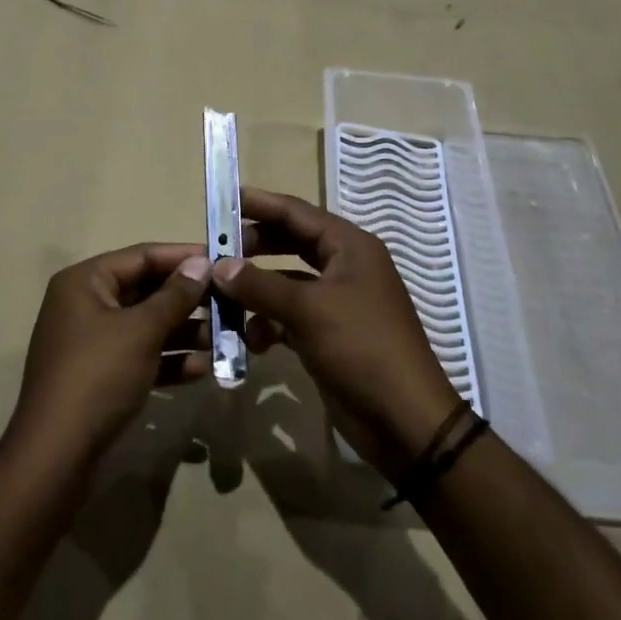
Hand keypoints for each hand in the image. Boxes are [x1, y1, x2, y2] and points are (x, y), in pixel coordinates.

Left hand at [6, 244, 214, 474]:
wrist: (56, 458)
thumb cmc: (98, 377)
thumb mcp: (141, 331)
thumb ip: (175, 295)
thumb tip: (202, 263)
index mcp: (85, 282)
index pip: (141, 256)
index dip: (182, 257)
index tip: (222, 259)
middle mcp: (86, 304)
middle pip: (145, 290)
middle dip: (187, 298)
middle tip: (230, 301)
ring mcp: (92, 342)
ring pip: (146, 325)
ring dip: (184, 331)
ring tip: (225, 338)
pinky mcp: (100, 377)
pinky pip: (140, 356)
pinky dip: (168, 360)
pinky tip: (203, 369)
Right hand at [217, 189, 462, 480]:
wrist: (405, 421)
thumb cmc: (362, 348)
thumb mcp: (308, 310)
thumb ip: (260, 285)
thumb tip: (218, 266)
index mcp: (349, 246)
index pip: (296, 212)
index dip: (258, 203)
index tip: (221, 198)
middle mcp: (344, 266)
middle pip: (290, 242)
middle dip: (253, 247)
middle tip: (215, 251)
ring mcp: (338, 301)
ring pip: (287, 281)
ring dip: (257, 290)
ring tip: (222, 298)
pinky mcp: (330, 334)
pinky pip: (291, 315)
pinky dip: (269, 323)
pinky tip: (251, 340)